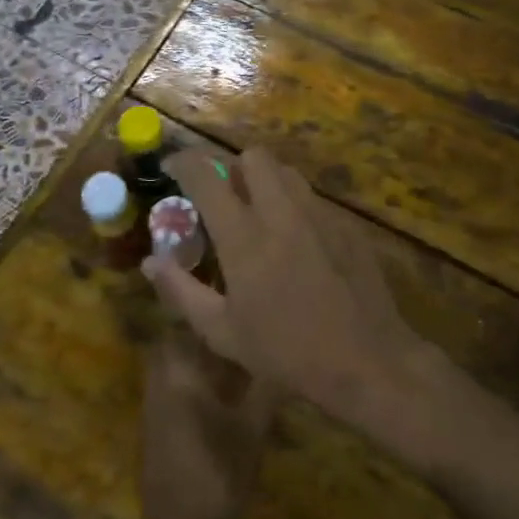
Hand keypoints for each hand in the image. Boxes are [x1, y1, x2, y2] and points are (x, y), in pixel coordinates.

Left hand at [138, 328, 276, 518]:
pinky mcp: (156, 427)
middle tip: (242, 334)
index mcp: (178, 373)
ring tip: (240, 361)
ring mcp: (154, 405)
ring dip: (201, 359)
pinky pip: (174, 388)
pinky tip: (224, 396)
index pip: (188, 324)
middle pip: (178, 341)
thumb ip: (267, 388)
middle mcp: (160, 381)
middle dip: (206, 335)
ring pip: (176, 366)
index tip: (240, 307)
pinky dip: (195, 382)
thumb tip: (286, 353)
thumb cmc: (218, 476)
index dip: (212, 312)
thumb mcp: (252, 431)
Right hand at [145, 149, 432, 443]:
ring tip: (259, 214)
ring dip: (265, 181)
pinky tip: (297, 241)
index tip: (172, 169)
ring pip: (287, 172)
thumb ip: (181, 291)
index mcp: (244, 236)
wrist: (367, 360)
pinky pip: (313, 198)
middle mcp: (282, 212)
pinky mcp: (347, 225)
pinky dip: (294, 205)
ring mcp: (320, 214)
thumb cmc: (286, 352)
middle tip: (223, 196)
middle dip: (232, 166)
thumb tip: (151, 261)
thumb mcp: (222, 331)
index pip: (206, 176)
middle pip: (254, 157)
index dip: (184, 163)